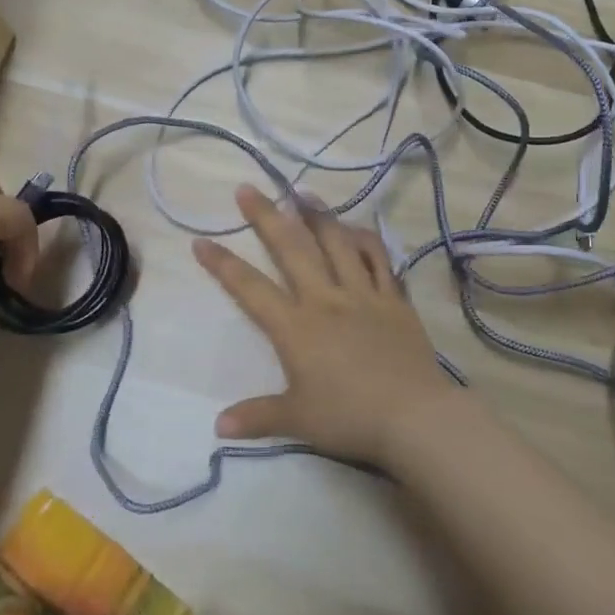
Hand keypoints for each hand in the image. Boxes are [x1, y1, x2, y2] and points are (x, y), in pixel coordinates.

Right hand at [193, 185, 457, 468]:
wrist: (413, 415)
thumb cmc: (349, 417)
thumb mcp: (298, 420)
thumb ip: (257, 416)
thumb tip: (218, 426)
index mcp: (296, 327)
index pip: (250, 289)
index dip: (223, 264)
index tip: (201, 240)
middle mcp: (325, 299)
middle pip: (292, 249)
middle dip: (266, 216)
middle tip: (248, 189)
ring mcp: (363, 294)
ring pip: (336, 243)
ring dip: (317, 215)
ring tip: (302, 192)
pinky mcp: (394, 299)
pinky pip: (379, 260)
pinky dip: (366, 240)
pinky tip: (357, 227)